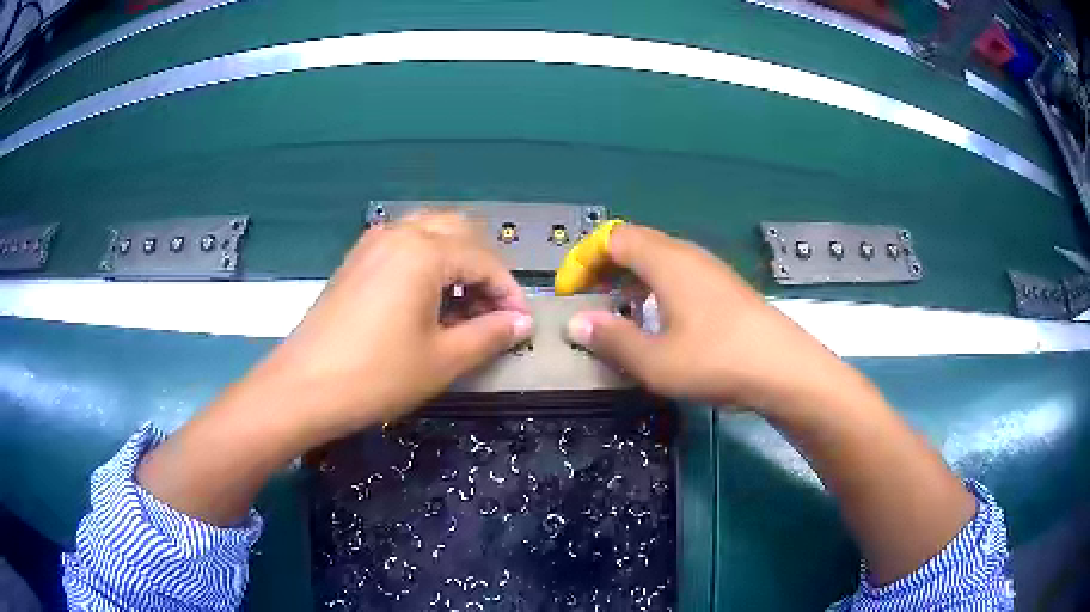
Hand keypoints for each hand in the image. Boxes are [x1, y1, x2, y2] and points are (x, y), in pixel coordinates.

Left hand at [252, 212, 533, 443]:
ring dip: (454, 262)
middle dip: (483, 268)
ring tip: (460, 307)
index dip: (509, 292)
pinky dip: (425, 263)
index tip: (520, 325)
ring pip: (429, 234)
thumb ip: (489, 335)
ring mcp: (372, 244)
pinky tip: (425, 301)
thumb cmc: (377, 375)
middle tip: (491, 311)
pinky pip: (402, 246)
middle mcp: (398, 234)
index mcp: (424, 251)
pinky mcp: (355, 260)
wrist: (303, 388)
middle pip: (459, 232)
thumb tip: (522, 322)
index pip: (484, 260)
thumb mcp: (443, 360)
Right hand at [565, 224, 852, 410]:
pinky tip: (659, 321)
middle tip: (588, 300)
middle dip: (604, 267)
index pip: (613, 238)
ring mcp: (710, 270)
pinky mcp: (725, 288)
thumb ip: (611, 338)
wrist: (785, 369)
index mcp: (666, 261)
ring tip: (619, 311)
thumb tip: (576, 323)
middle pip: (635, 243)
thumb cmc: (716, 361)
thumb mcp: (655, 360)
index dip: (584, 259)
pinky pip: (679, 275)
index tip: (570, 292)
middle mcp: (687, 255)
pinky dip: (655, 288)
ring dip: (631, 279)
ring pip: (659, 260)